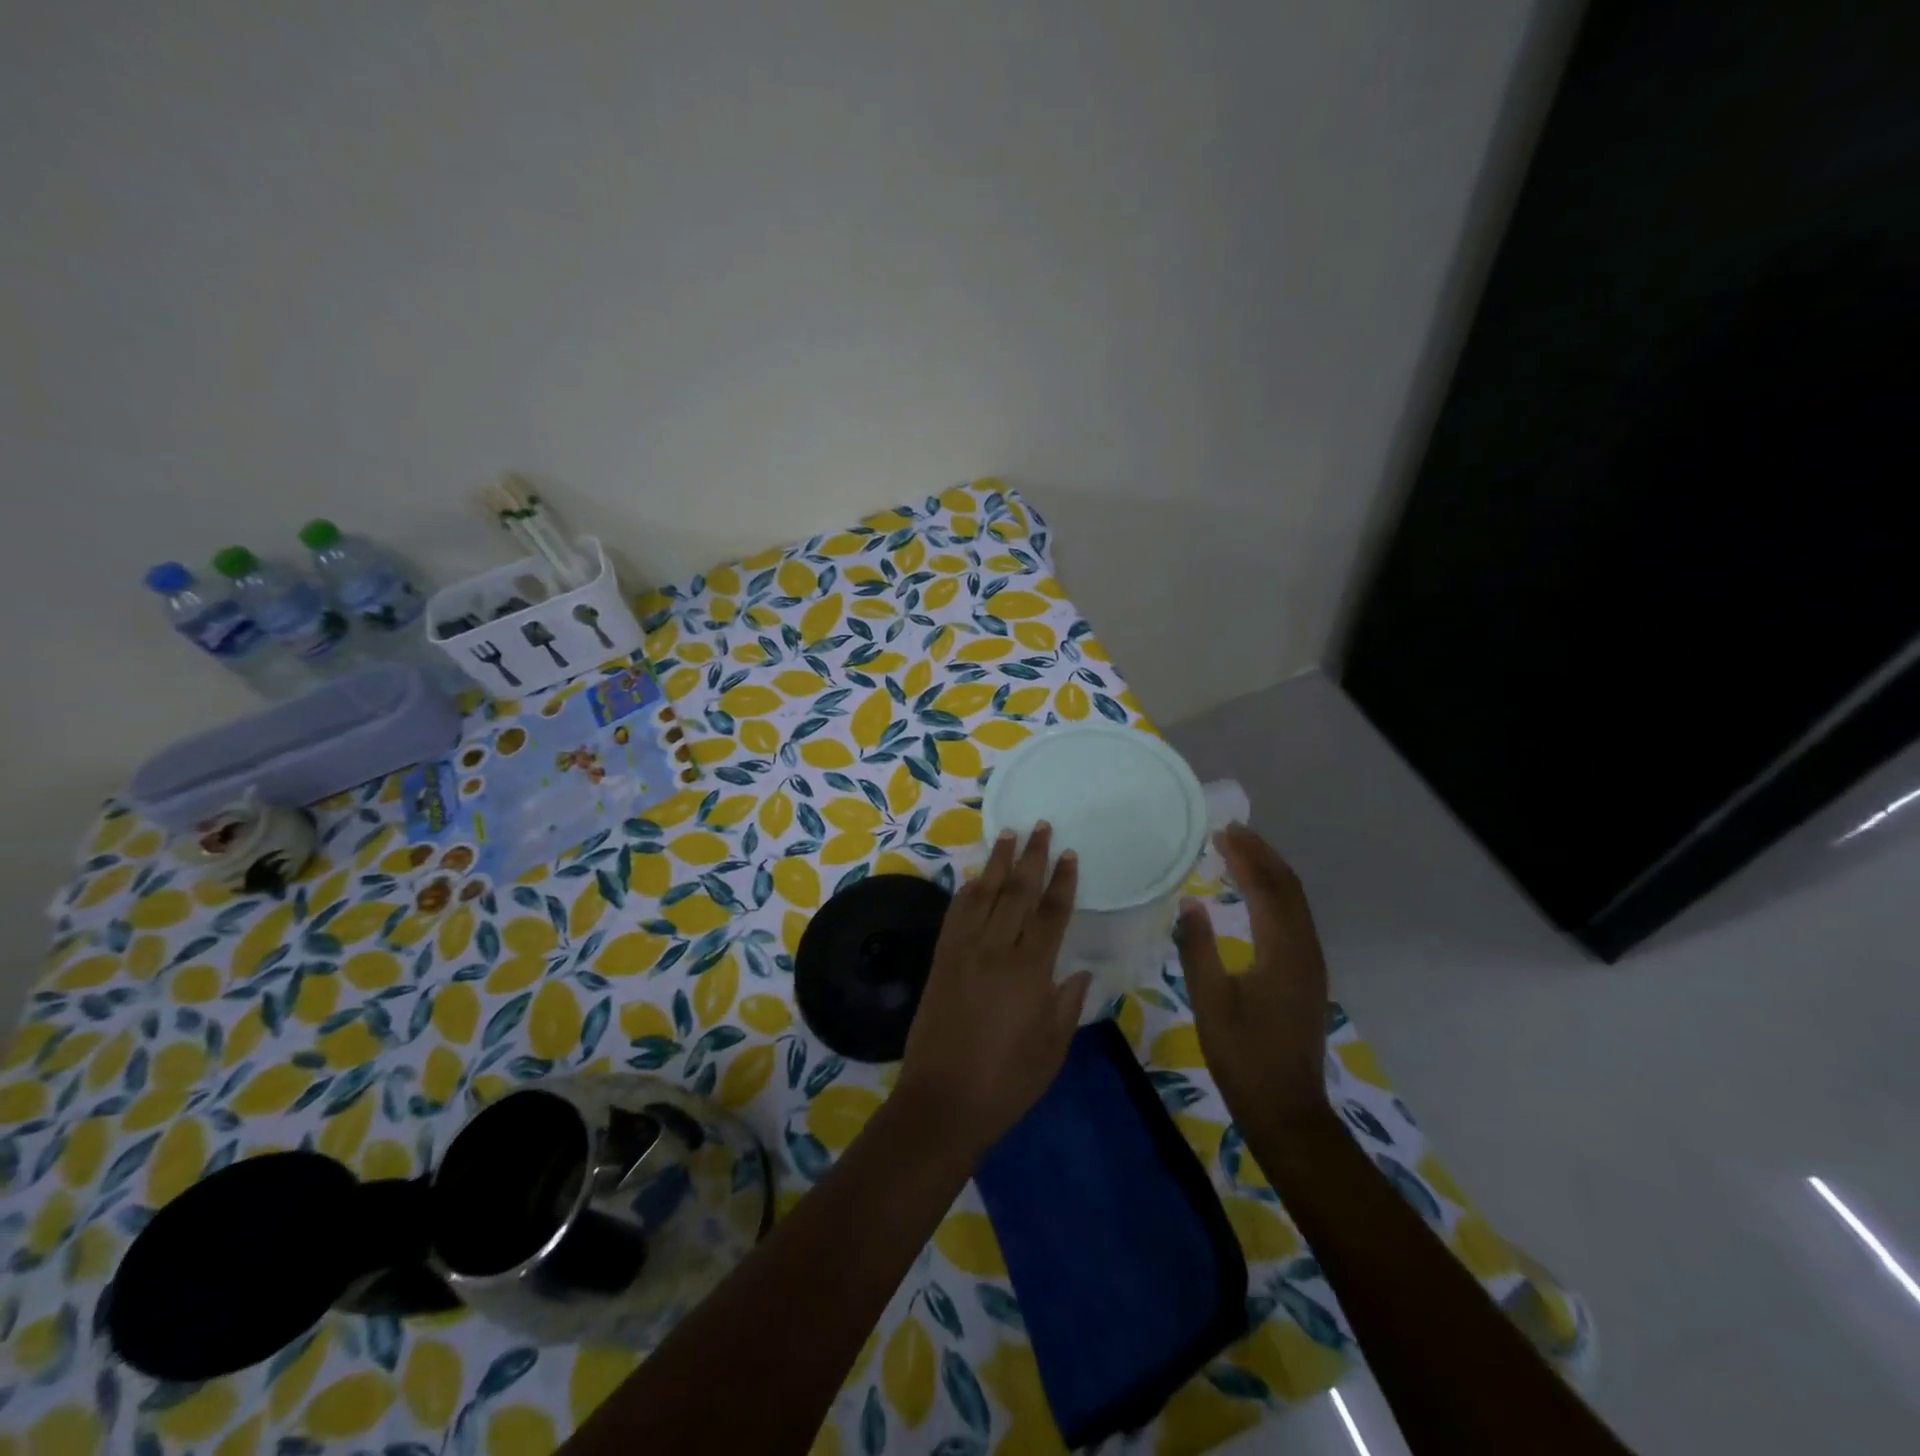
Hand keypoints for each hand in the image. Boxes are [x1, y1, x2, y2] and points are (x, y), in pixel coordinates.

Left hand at [897, 823, 1091, 1159]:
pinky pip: (955, 915)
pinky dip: (966, 892)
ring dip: (997, 863)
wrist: (942, 1102)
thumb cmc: (1006, 1083)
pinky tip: (974, 878)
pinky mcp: (941, 960)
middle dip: (1031, 857)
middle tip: (1040, 826)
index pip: (1051, 914)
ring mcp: (963, 952)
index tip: (1068, 853)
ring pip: (984, 895)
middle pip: (1017, 892)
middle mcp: (996, 951)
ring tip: (1008, 834)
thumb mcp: (1051, 1050)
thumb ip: (1066, 1005)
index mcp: (1030, 972)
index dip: (1062, 881)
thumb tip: (1078, 970)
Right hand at [1177, 823, 1331, 1132]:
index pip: (1267, 888)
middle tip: (1233, 832)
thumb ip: (1197, 948)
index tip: (1222, 831)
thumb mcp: (1210, 1001)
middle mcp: (1305, 949)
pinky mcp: (1307, 976)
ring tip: (1243, 853)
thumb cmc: (1243, 1056)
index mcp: (1283, 951)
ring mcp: (1311, 963)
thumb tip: (1190, 902)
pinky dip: (1276, 895)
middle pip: (1289, 888)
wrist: (1286, 1110)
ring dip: (1272, 873)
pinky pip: (1295, 919)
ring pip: (1296, 903)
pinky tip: (1256, 896)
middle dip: (1263, 855)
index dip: (1246, 856)